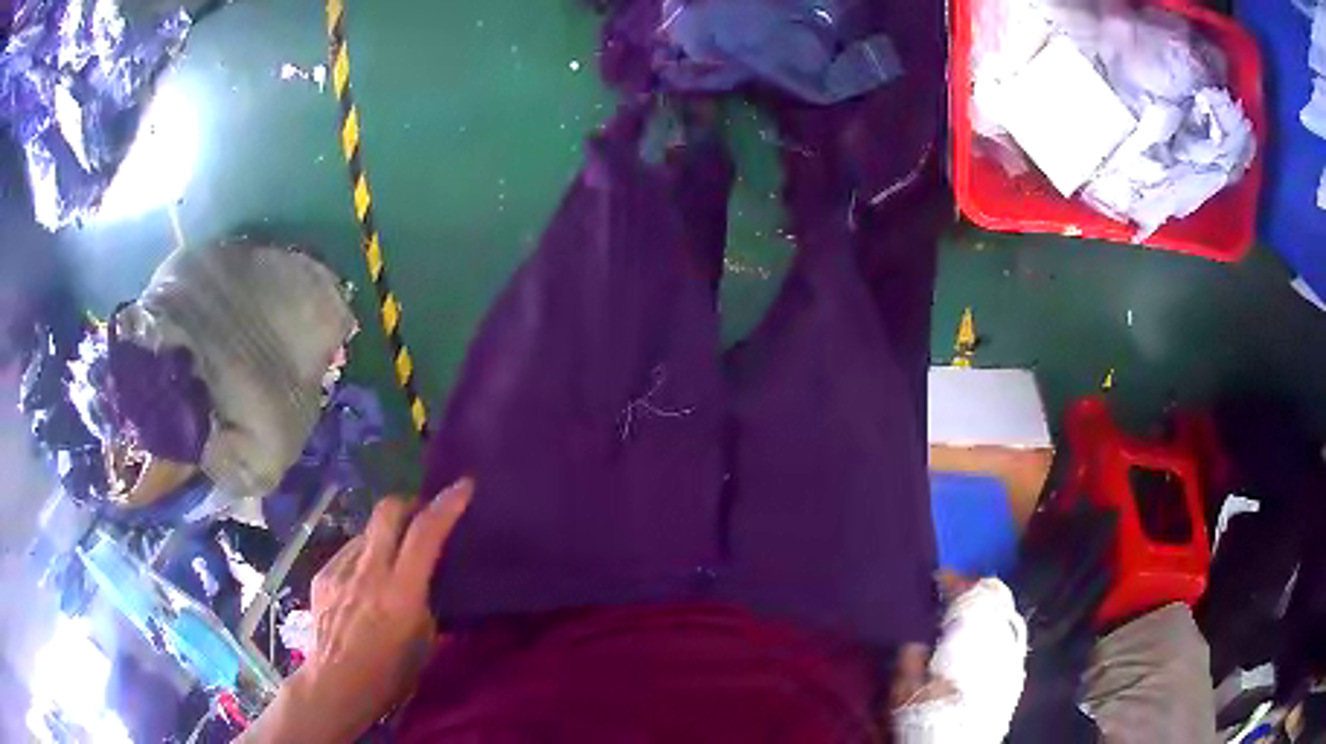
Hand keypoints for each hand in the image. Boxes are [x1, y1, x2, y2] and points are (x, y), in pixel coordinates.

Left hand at [241, 478, 472, 742]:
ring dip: (385, 534)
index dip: (446, 505)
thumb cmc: (389, 674)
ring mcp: (340, 569)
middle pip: (387, 511)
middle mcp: (368, 571)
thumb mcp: (423, 641)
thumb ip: (424, 600)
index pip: (425, 534)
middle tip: (421, 514)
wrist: (335, 684)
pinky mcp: (323, 575)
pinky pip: (349, 551)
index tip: (463, 485)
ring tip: (390, 558)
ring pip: (367, 530)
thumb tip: (426, 579)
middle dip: (409, 503)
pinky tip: (364, 582)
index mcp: (400, 592)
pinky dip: (364, 556)